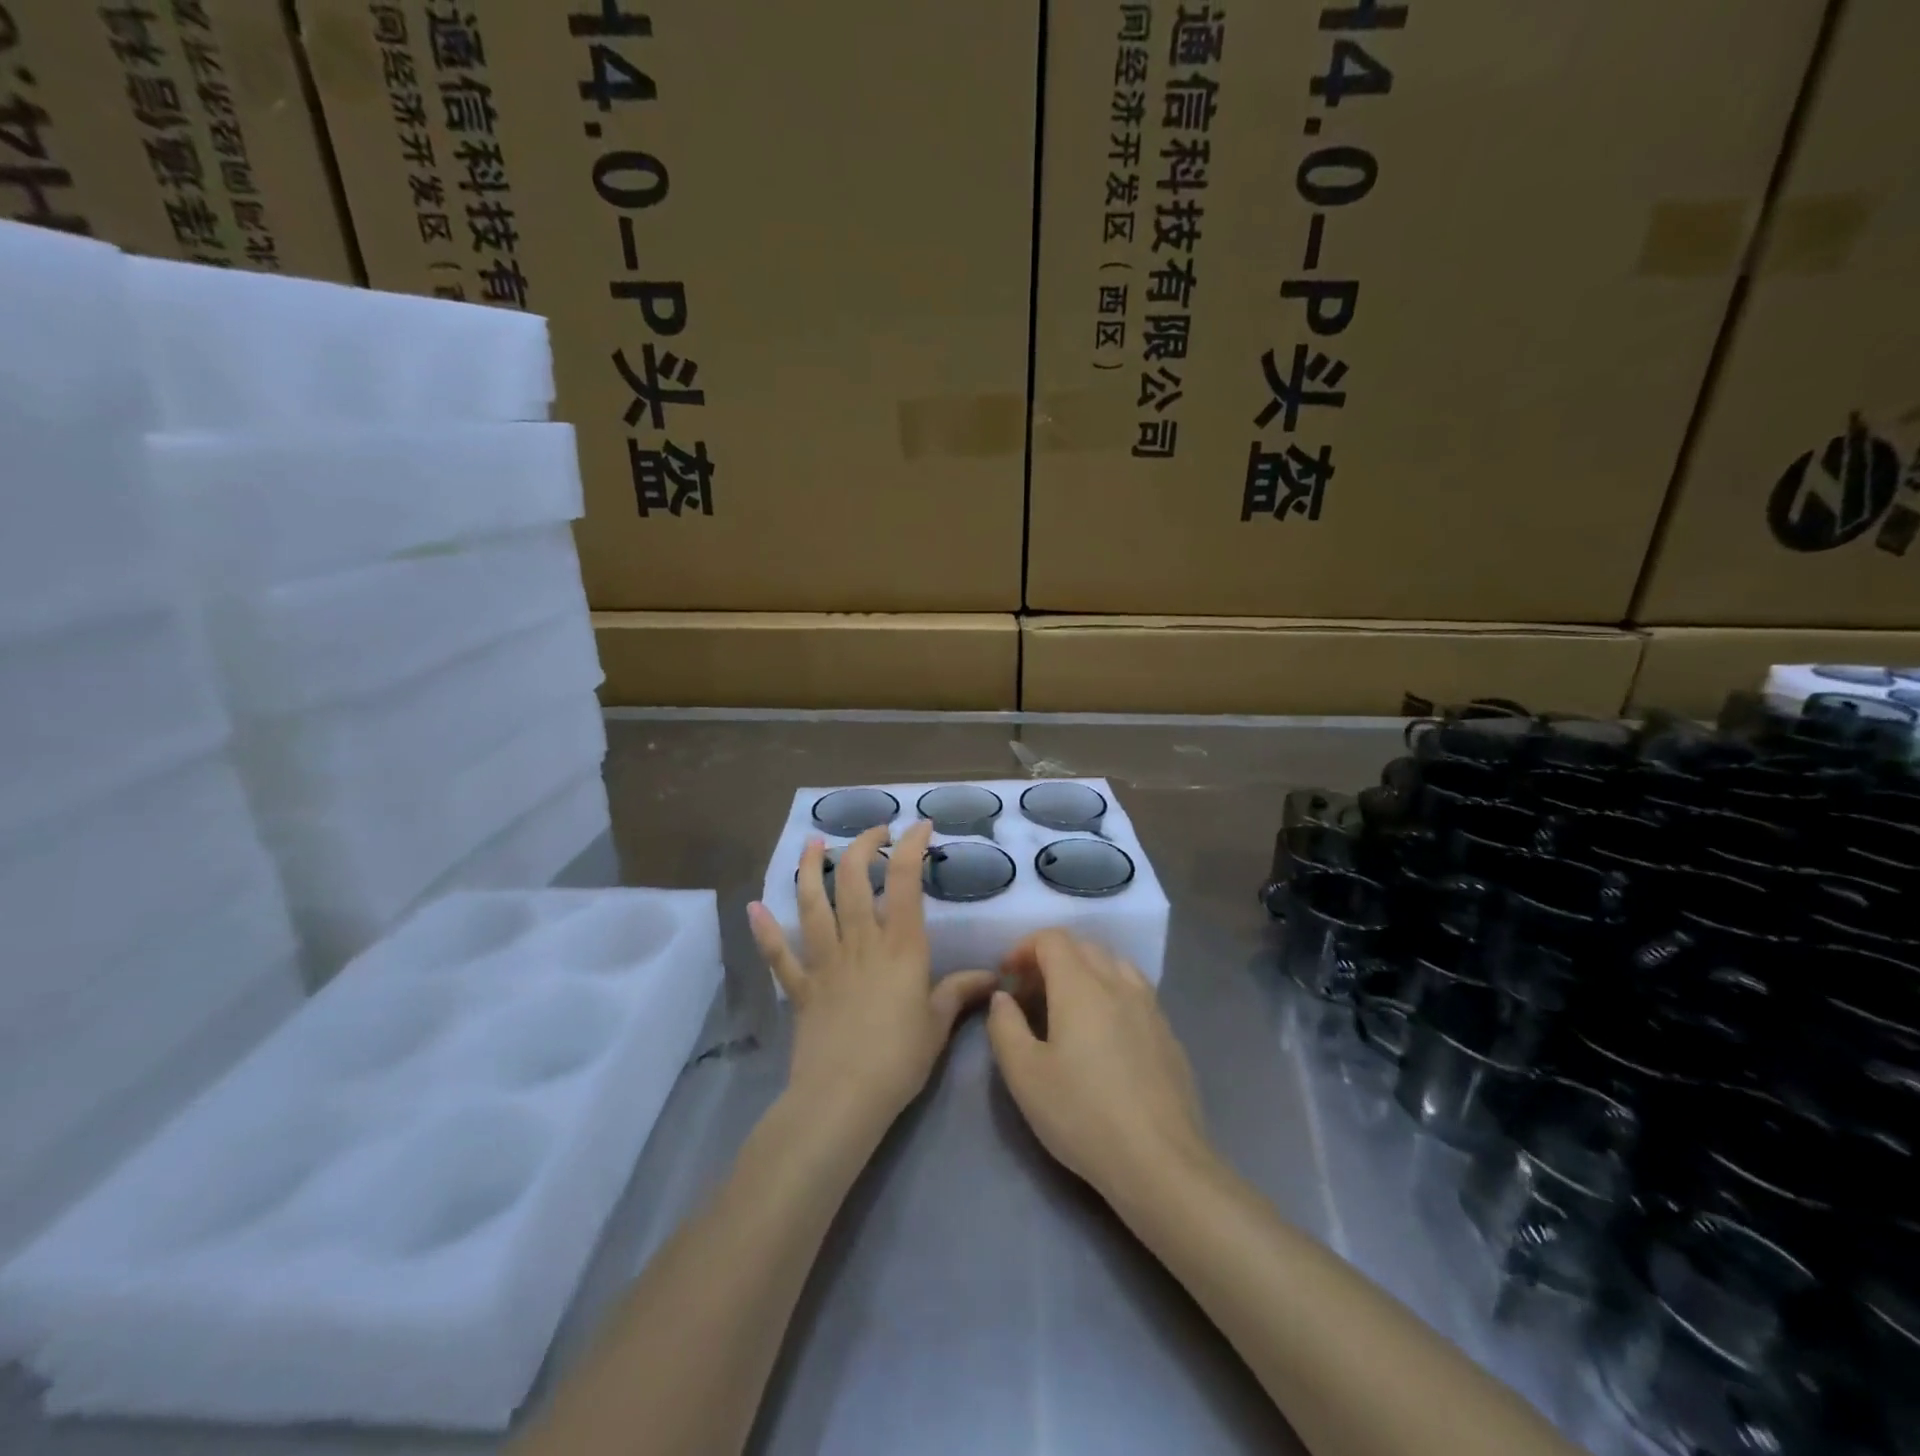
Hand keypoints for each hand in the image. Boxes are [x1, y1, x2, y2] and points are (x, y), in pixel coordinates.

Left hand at [748, 820, 995, 1132]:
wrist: (844, 1096)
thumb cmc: (900, 1058)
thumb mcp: (939, 1023)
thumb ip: (960, 991)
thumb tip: (992, 977)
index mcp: (900, 946)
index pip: (905, 881)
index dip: (912, 846)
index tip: (920, 827)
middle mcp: (861, 942)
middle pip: (855, 880)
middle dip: (863, 846)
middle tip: (874, 831)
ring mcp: (826, 962)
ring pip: (813, 904)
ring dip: (810, 869)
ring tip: (813, 843)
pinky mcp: (801, 987)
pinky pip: (779, 955)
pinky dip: (766, 931)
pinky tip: (754, 908)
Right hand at [986, 930, 1213, 1205]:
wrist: (1160, 1162)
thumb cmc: (1082, 1115)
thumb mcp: (1024, 1076)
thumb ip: (1005, 1027)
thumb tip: (1003, 997)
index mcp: (1081, 986)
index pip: (1052, 939)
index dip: (1024, 948)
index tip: (1007, 976)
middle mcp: (1118, 984)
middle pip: (1083, 947)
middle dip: (1051, 959)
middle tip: (1031, 994)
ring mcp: (1150, 1007)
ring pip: (1114, 965)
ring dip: (1085, 972)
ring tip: (1068, 1008)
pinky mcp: (1169, 1034)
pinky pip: (1136, 992)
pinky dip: (1112, 993)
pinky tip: (1105, 1034)